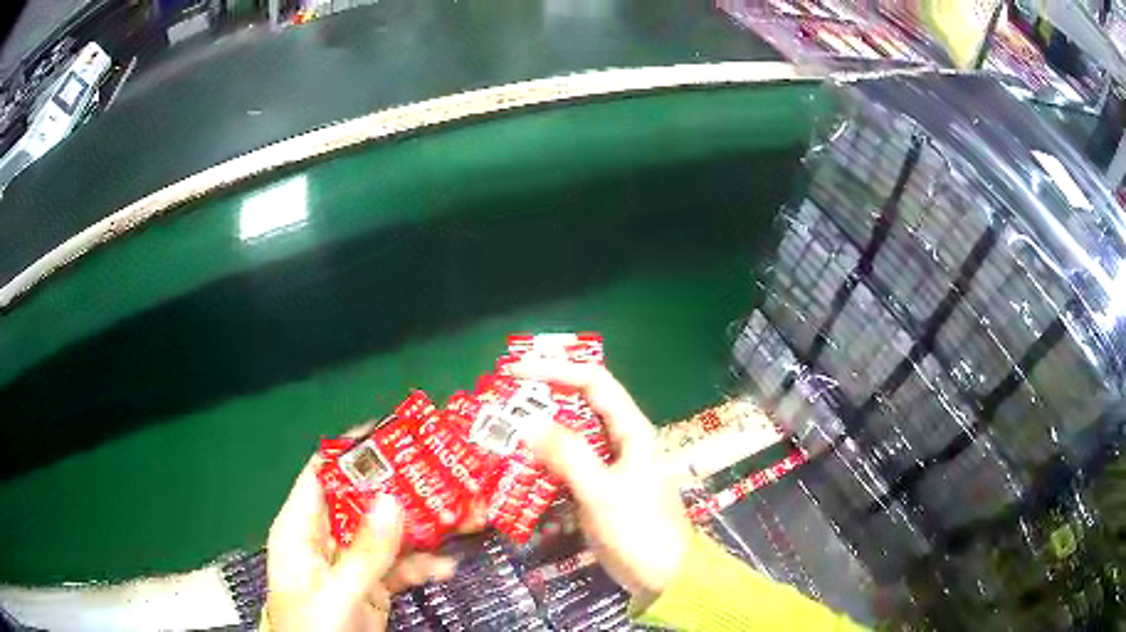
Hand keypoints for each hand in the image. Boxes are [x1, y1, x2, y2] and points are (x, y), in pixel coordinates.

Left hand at [265, 424, 459, 631]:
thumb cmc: (313, 625)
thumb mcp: (337, 590)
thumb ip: (365, 551)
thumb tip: (392, 501)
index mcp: (301, 528)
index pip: (323, 475)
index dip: (353, 452)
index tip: (395, 432)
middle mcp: (327, 538)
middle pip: (364, 501)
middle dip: (402, 489)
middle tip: (443, 472)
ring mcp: (353, 563)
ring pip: (388, 533)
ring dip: (422, 528)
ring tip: (461, 515)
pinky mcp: (374, 585)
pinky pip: (400, 565)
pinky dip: (423, 565)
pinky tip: (446, 566)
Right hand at [511, 361, 694, 609]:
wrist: (664, 576)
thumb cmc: (639, 531)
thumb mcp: (602, 492)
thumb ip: (568, 455)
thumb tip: (528, 422)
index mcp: (630, 430)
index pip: (593, 381)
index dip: (555, 369)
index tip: (514, 372)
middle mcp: (619, 441)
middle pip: (578, 407)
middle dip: (540, 402)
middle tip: (500, 406)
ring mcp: (608, 468)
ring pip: (569, 440)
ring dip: (538, 438)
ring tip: (501, 439)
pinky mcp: (597, 491)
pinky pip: (566, 469)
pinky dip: (542, 468)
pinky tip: (518, 477)